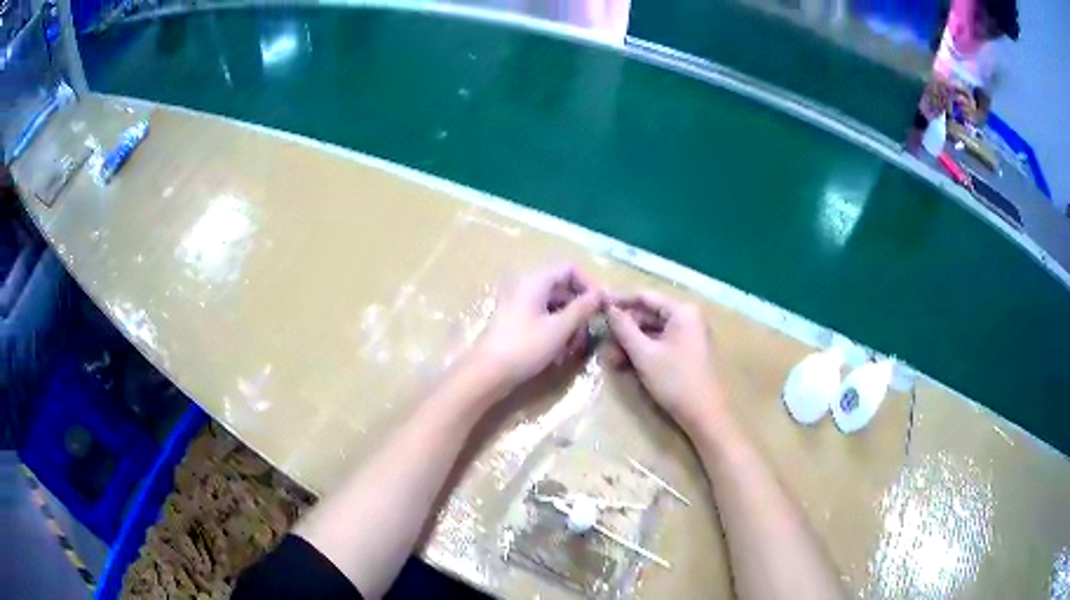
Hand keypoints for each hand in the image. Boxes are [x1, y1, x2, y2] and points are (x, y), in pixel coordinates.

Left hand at [471, 265, 601, 392]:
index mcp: (535, 281)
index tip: (601, 307)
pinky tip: (560, 352)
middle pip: (562, 288)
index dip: (588, 285)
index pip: (569, 269)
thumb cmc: (524, 347)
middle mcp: (526, 286)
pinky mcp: (515, 322)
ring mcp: (518, 304)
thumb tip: (601, 294)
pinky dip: (555, 330)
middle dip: (579, 309)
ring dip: (569, 323)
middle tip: (589, 333)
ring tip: (575, 347)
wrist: (486, 373)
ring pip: (554, 305)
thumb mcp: (559, 328)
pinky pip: (542, 318)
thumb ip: (582, 308)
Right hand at [606, 292, 723, 428]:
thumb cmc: (675, 381)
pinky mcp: (687, 351)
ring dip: (631, 342)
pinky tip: (625, 363)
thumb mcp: (644, 354)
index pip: (645, 297)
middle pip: (649, 314)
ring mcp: (689, 335)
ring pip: (653, 331)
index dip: (619, 300)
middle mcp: (688, 317)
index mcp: (682, 311)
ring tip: (611, 357)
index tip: (597, 304)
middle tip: (601, 338)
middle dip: (624, 328)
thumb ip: (624, 328)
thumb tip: (608, 308)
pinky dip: (643, 351)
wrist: (704, 414)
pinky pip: (661, 343)